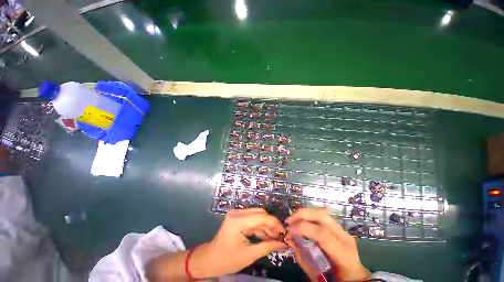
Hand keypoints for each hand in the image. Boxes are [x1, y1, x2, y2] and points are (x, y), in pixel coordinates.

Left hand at [190, 208, 285, 278]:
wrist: (210, 260)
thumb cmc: (227, 260)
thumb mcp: (249, 255)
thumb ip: (267, 246)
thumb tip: (283, 243)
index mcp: (238, 221)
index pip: (261, 217)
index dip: (274, 223)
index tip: (284, 232)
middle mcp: (237, 213)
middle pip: (260, 213)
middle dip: (271, 224)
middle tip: (279, 236)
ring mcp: (236, 214)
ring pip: (257, 215)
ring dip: (266, 225)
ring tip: (274, 237)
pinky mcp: (237, 217)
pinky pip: (252, 218)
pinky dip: (260, 226)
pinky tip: (266, 235)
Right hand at [286, 208, 370, 281]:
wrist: (355, 277)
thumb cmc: (337, 280)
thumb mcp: (318, 275)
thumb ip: (302, 257)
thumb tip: (289, 239)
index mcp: (343, 253)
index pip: (322, 234)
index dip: (303, 228)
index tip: (289, 230)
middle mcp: (344, 237)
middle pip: (322, 216)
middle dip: (302, 214)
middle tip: (289, 220)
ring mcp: (342, 230)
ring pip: (322, 212)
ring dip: (304, 212)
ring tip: (293, 219)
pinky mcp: (338, 228)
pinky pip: (322, 216)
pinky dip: (309, 215)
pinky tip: (301, 220)